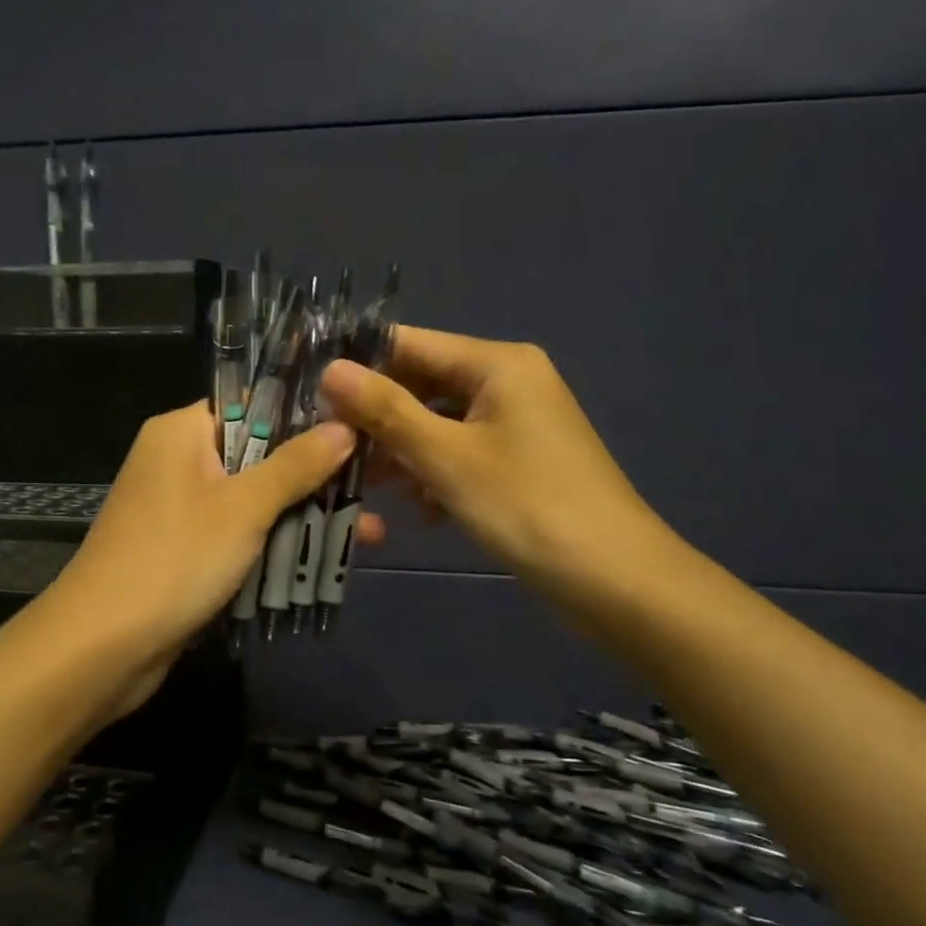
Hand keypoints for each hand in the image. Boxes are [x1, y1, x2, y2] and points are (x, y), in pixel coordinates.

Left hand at [47, 403, 380, 718]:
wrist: (102, 647)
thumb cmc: (175, 559)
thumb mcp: (244, 507)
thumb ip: (296, 466)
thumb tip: (345, 427)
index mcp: (181, 431)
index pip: (252, 404)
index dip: (304, 415)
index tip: (358, 427)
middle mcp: (177, 460)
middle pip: (259, 455)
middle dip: (315, 477)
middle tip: (374, 487)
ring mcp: (179, 508)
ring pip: (253, 500)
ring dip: (302, 516)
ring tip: (369, 533)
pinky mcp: (184, 550)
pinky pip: (238, 535)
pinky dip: (274, 544)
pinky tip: (325, 559)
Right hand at [320, 327, 671, 607]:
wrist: (616, 582)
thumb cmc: (527, 507)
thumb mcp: (446, 457)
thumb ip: (386, 410)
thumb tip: (330, 369)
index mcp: (497, 363)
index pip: (409, 343)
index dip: (358, 365)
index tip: (309, 393)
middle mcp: (509, 381)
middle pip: (422, 384)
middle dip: (379, 419)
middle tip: (334, 451)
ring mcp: (517, 422)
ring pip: (438, 422)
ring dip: (404, 452)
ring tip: (371, 488)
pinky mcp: (519, 460)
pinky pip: (461, 451)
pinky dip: (436, 473)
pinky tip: (423, 510)